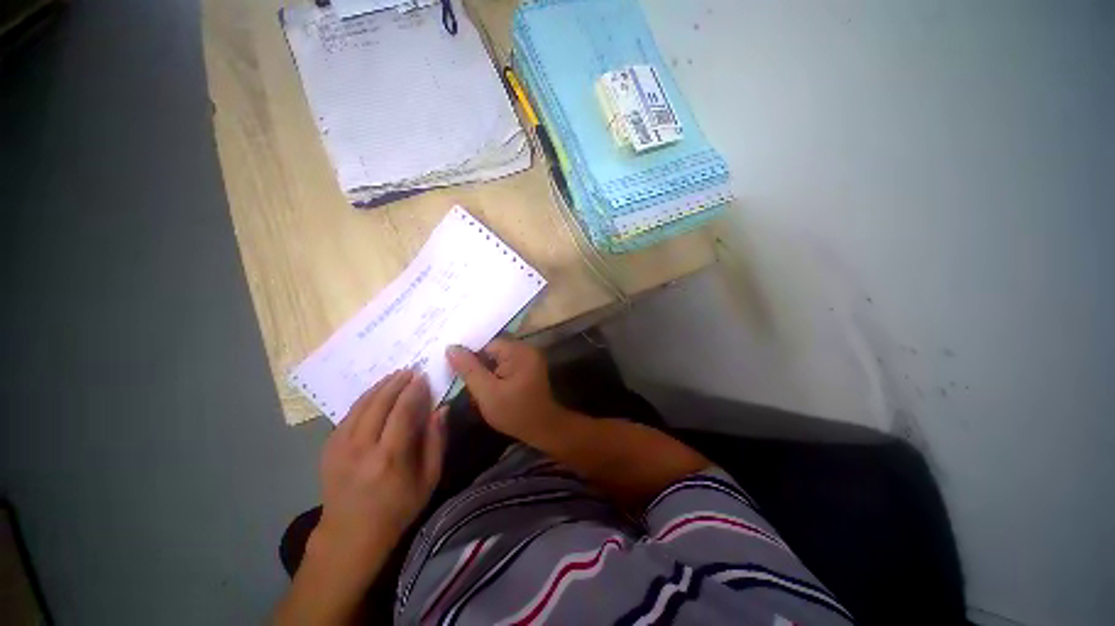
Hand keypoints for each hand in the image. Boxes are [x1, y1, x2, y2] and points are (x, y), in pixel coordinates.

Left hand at [313, 370, 446, 580]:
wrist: (350, 535)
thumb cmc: (398, 508)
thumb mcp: (429, 478)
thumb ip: (436, 440)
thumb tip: (441, 408)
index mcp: (389, 458)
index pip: (402, 411)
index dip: (414, 390)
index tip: (423, 376)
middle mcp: (361, 448)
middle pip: (379, 403)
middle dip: (396, 382)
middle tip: (410, 370)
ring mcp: (340, 448)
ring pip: (360, 405)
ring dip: (379, 386)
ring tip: (395, 376)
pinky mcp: (329, 449)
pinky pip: (348, 415)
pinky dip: (364, 399)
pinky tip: (376, 393)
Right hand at [446, 339, 572, 445]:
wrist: (543, 429)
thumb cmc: (515, 412)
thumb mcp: (487, 393)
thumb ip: (469, 369)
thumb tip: (451, 347)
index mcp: (519, 351)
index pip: (487, 344)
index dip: (469, 355)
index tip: (454, 369)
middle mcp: (526, 349)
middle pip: (492, 350)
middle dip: (477, 364)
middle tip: (461, 379)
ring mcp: (528, 358)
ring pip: (497, 358)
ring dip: (485, 370)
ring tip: (472, 386)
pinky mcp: (527, 367)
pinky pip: (505, 364)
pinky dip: (494, 374)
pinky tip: (486, 387)